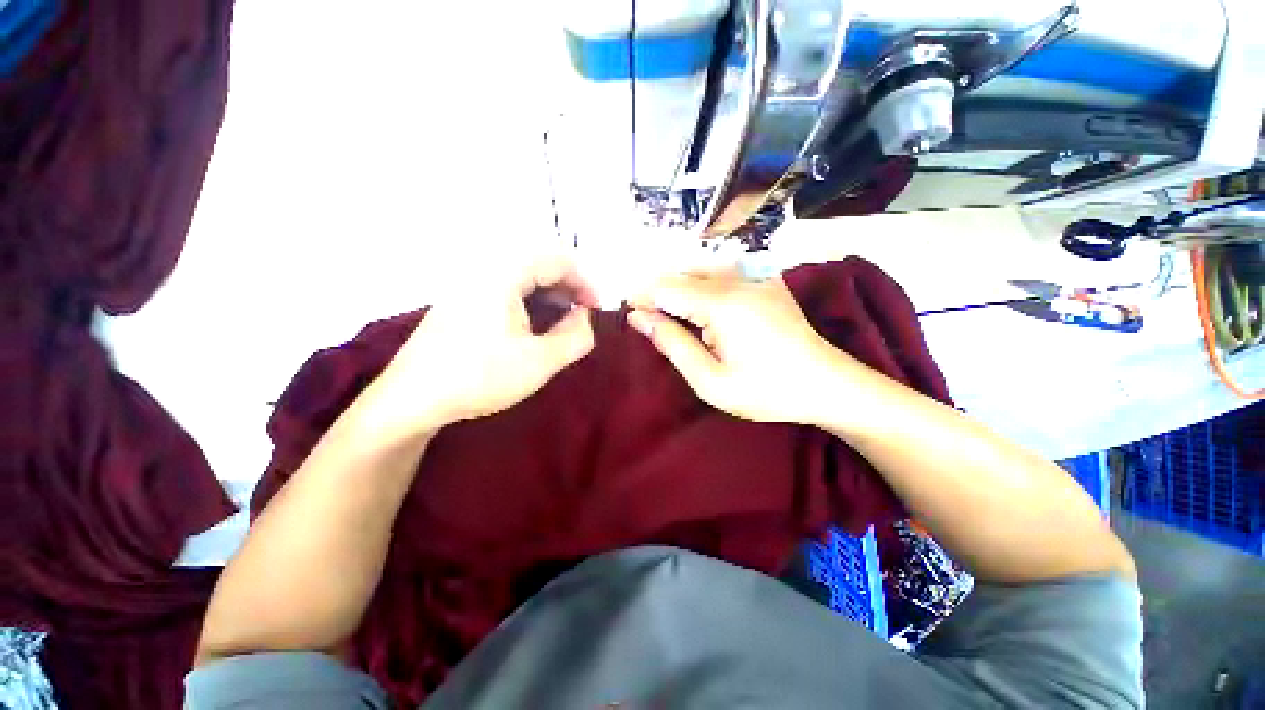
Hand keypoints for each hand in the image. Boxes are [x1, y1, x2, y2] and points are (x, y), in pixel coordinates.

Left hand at [365, 255, 597, 437]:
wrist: (411, 399)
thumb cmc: (480, 376)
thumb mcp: (541, 361)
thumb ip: (576, 336)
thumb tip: (584, 317)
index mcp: (503, 274)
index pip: (557, 260)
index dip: (584, 283)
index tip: (596, 310)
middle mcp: (484, 269)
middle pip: (539, 265)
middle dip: (567, 290)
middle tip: (580, 318)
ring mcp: (468, 285)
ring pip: (522, 278)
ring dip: (548, 297)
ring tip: (559, 326)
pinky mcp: (460, 302)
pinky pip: (504, 290)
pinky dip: (527, 303)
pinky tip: (530, 329)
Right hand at [628, 272, 859, 425]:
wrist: (826, 384)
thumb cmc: (766, 390)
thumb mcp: (710, 380)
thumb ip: (672, 344)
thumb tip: (638, 318)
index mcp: (722, 304)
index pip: (667, 288)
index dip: (643, 297)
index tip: (629, 313)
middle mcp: (738, 280)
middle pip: (683, 274)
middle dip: (659, 293)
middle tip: (650, 321)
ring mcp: (756, 276)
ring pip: (702, 269)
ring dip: (681, 288)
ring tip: (674, 317)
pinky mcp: (767, 280)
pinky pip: (724, 273)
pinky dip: (704, 286)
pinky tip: (704, 308)